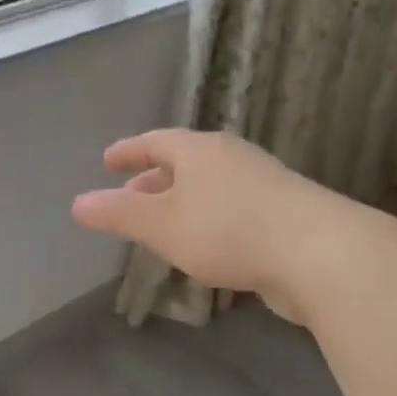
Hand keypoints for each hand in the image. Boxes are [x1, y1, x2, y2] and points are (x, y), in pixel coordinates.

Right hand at [71, 129, 345, 321]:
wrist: (318, 253)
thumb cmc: (228, 230)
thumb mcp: (162, 224)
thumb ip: (119, 214)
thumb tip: (78, 204)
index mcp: (200, 151)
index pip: (155, 142)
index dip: (129, 151)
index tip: (108, 160)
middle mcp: (231, 159)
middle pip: (184, 163)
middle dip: (154, 180)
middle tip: (130, 196)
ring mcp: (262, 184)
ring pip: (209, 188)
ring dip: (182, 202)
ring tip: (163, 225)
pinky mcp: (283, 214)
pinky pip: (232, 209)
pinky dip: (208, 220)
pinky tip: (205, 245)